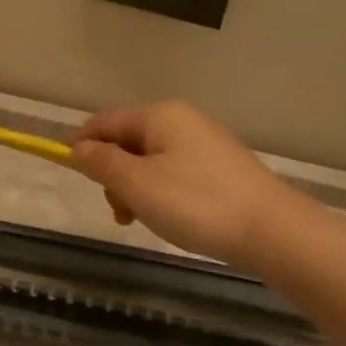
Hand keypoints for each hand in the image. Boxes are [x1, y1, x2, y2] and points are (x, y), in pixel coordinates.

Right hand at [70, 101, 290, 267]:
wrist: (274, 231)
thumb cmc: (196, 203)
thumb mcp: (137, 184)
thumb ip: (102, 163)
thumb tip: (78, 147)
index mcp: (159, 115)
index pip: (105, 120)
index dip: (82, 144)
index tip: (71, 174)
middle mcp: (182, 119)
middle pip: (128, 139)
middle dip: (113, 173)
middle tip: (119, 212)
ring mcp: (205, 142)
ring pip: (151, 159)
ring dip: (135, 187)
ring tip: (143, 220)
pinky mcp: (221, 166)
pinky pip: (174, 170)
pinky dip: (161, 191)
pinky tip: (170, 217)